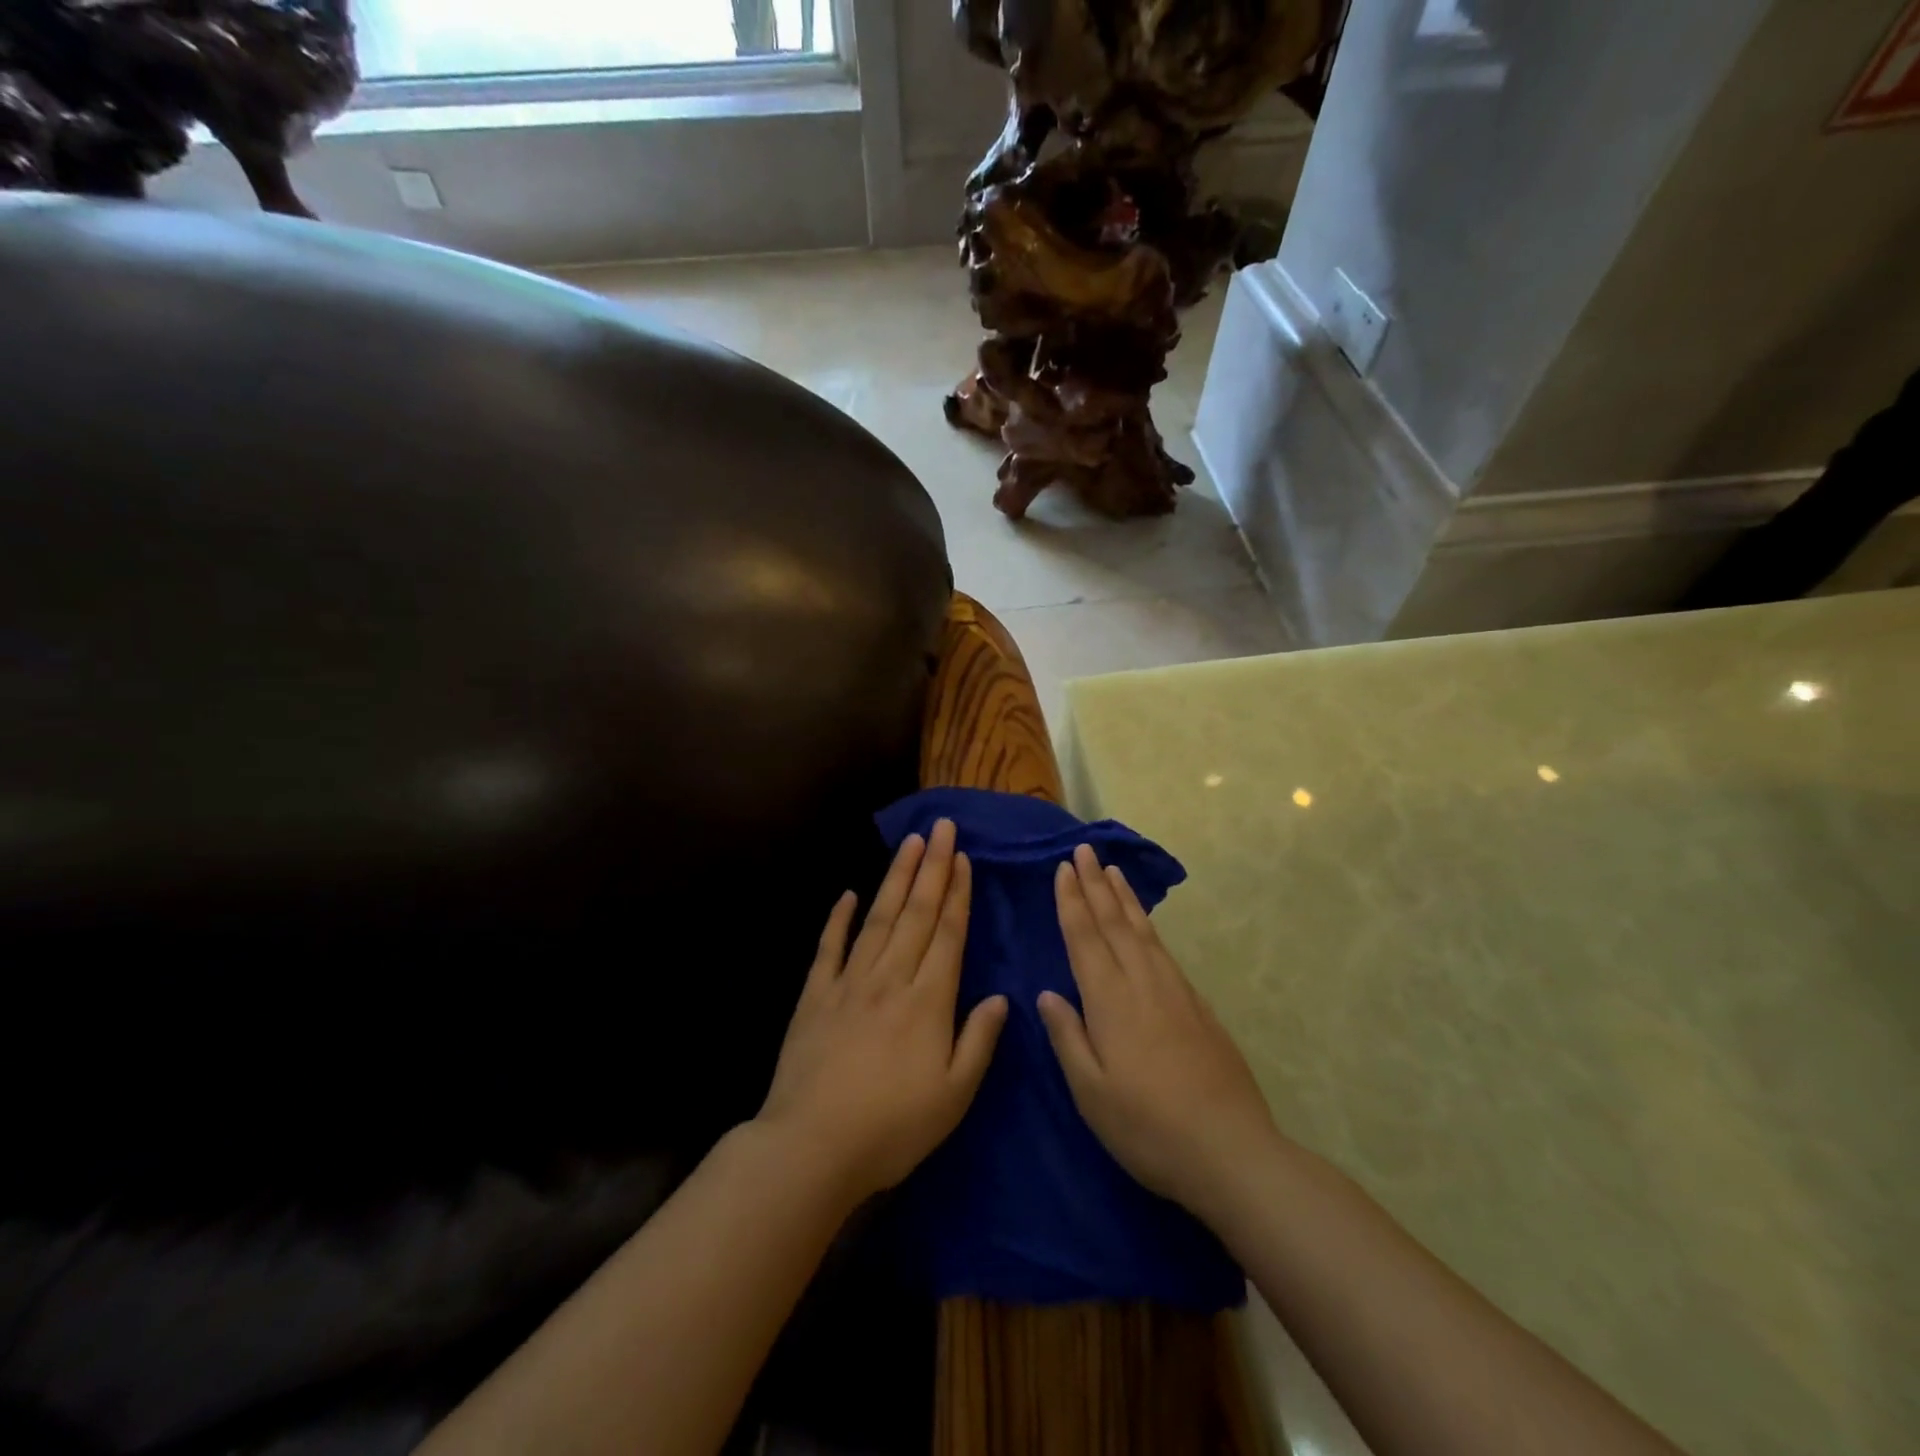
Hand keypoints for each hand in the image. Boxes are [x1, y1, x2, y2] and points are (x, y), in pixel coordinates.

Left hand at [757, 819, 1007, 1203]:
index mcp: (928, 1001)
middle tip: (940, 827)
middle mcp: (890, 979)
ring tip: (909, 843)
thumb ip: (979, 1041)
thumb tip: (1001, 998)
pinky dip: (838, 919)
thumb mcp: (954, 1096)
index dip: (957, 893)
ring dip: (895, 879)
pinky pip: (829, 948)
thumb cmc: (892, 1128)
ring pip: (878, 919)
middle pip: (915, 913)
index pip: (947, 934)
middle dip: (931, 867)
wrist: (812, 1146)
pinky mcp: (815, 996)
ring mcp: (849, 983)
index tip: (962, 857)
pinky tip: (848, 894)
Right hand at [1039, 844, 1279, 1219]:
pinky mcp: (1198, 1006)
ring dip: (1124, 898)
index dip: (1072, 901)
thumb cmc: (1147, 1127)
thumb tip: (1048, 993)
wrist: (1230, 1150)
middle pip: (1114, 922)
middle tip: (1084, 850)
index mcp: (1109, 1000)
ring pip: (1143, 930)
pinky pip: (1164, 950)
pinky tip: (1146, 925)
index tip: (1063, 868)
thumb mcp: (1091, 1092)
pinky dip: (1149, 926)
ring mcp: (1175, 991)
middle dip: (1095, 884)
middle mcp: (1142, 982)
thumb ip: (1067, 1037)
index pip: (1085, 937)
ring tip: (1113, 870)